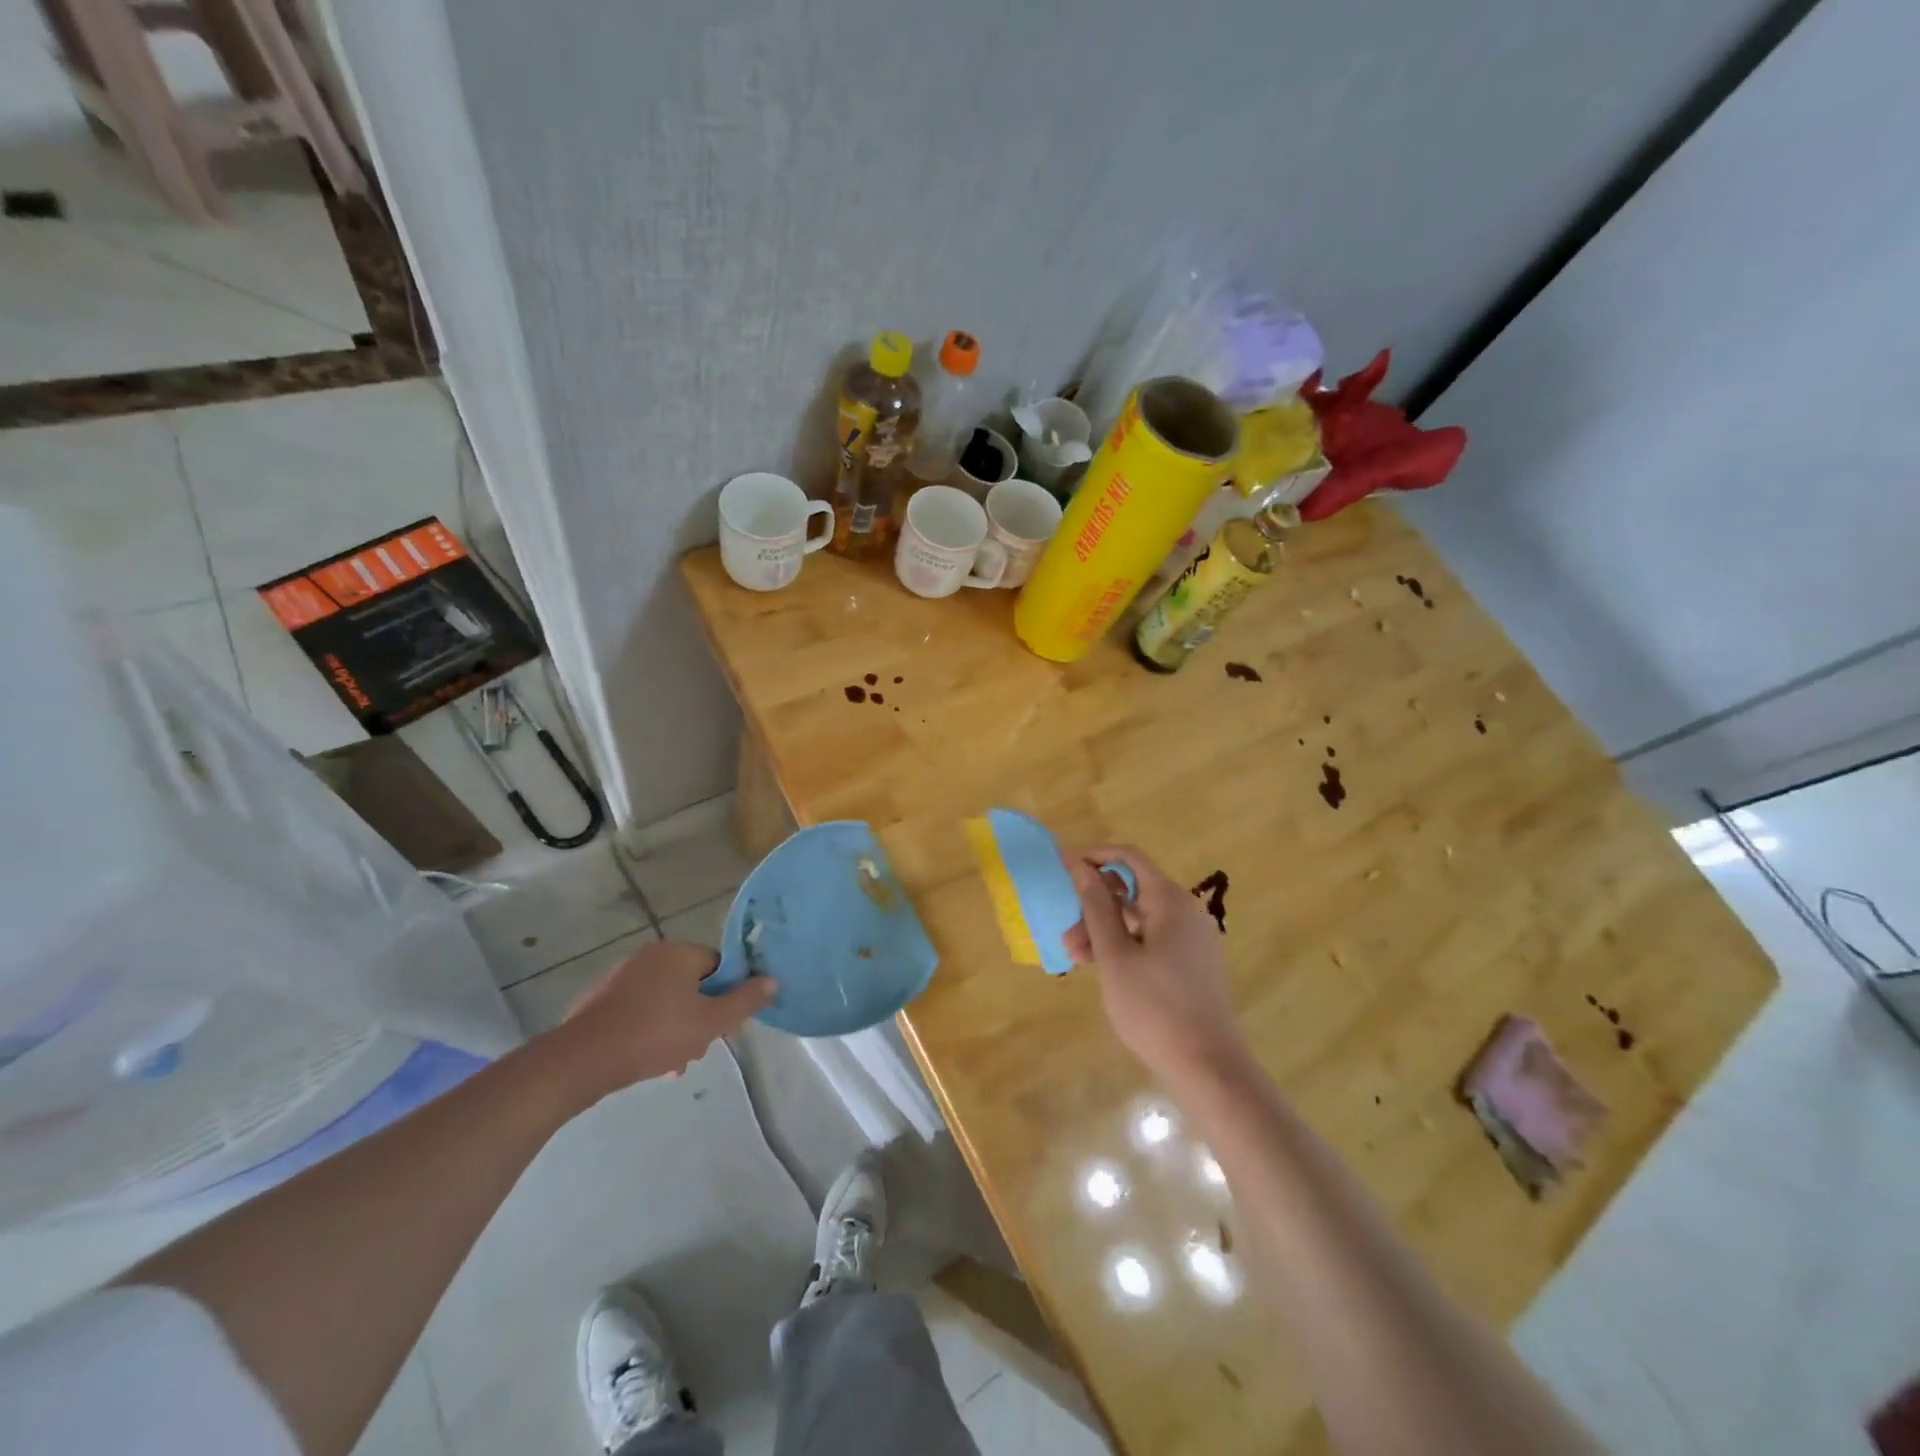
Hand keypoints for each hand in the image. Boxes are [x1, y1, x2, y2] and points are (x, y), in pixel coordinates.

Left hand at [554, 941, 775, 1096]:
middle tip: (698, 1046)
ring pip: (664, 1000)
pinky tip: (647, 1061)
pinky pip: (637, 1010)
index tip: (723, 1023)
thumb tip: (773, 980)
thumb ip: (745, 1001)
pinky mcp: (599, 999)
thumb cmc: (654, 1035)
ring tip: (673, 1064)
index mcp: (678, 952)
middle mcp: (649, 955)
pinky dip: (647, 1029)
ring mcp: (620, 976)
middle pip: (691, 984)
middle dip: (698, 1016)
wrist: (582, 1060)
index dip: (726, 994)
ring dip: (674, 1028)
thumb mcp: (711, 1022)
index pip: (718, 965)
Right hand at [1063, 845, 1247, 1084]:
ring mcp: (1192, 938)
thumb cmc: (1154, 1007)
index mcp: (1171, 901)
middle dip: (1094, 906)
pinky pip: (1152, 938)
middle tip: (1066, 937)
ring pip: (1139, 918)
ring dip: (1105, 931)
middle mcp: (1186, 911)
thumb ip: (1096, 907)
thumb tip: (1081, 866)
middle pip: (1132, 890)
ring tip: (1078, 961)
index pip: (1129, 858)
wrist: (1207, 1066)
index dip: (1094, 856)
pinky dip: (1125, 946)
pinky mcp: (1192, 963)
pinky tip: (1104, 969)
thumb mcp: (1115, 956)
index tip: (1061, 865)